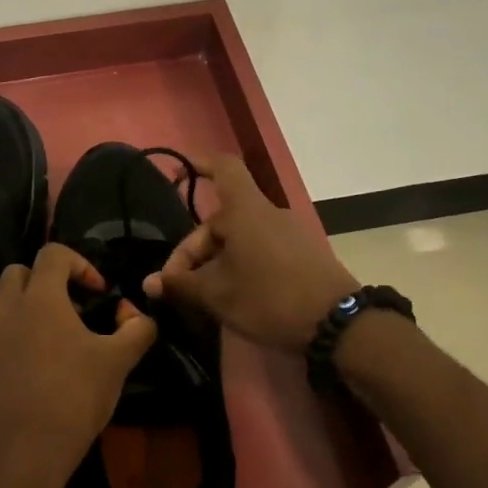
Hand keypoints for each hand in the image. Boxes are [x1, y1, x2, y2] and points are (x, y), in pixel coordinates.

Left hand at [0, 243, 157, 487]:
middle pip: (16, 273)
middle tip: (67, 310)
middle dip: (42, 281)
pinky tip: (26, 380)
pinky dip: (7, 351)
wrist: (19, 456)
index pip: (53, 254)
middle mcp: (4, 311)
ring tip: (48, 349)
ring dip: (23, 318)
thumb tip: (139, 315)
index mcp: (40, 299)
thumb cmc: (73, 399)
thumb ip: (136, 330)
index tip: (97, 292)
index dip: (79, 263)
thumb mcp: (117, 363)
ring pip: (0, 312)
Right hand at [142, 155, 358, 354]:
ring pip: (240, 238)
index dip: (200, 164)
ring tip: (203, 295)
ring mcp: (289, 234)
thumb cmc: (268, 297)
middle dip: (195, 249)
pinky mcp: (303, 255)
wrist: (338, 324)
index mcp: (245, 209)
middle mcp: (267, 213)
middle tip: (178, 285)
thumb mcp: (217, 294)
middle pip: (222, 218)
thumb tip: (150, 283)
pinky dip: (241, 265)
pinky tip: (233, 296)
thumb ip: (181, 284)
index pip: (223, 168)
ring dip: (216, 260)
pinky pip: (260, 250)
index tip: (178, 169)